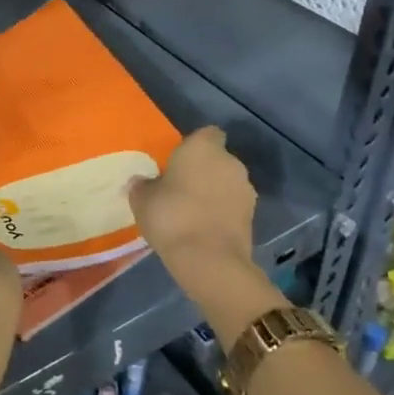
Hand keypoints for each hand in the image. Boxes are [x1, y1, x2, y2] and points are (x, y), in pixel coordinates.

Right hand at [129, 127, 281, 338]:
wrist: (209, 260)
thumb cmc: (171, 216)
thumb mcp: (142, 199)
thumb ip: (142, 185)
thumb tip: (140, 182)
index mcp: (203, 147)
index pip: (207, 134)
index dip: (194, 145)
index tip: (178, 161)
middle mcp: (230, 161)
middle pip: (218, 159)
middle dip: (204, 170)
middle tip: (181, 188)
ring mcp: (246, 189)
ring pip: (227, 183)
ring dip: (215, 192)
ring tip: (193, 212)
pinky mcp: (253, 216)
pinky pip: (233, 206)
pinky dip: (223, 212)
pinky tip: (205, 228)